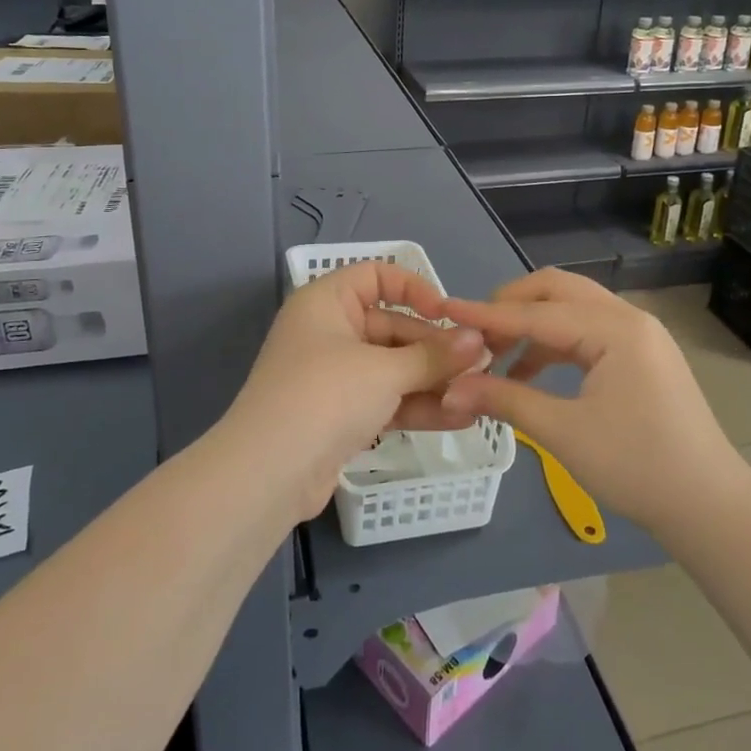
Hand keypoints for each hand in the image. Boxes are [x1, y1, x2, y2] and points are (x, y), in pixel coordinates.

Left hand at [221, 262, 488, 522]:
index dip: (414, 289)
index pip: (376, 276)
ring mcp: (335, 376)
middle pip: (392, 326)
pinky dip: (418, 406)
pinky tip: (461, 417)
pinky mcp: (342, 415)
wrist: (268, 474)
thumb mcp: (384, 371)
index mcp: (327, 302)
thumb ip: (434, 356)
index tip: (447, 314)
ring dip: (433, 380)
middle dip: (436, 347)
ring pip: (393, 368)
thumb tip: (479, 341)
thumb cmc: (325, 396)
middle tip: (482, 363)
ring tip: (480, 392)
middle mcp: (329, 331)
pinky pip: (387, 400)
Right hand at [439, 269, 750, 534]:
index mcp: (615, 328)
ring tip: (496, 358)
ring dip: (531, 326)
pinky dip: (553, 345)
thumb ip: (505, 399)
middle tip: (475, 334)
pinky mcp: (640, 356)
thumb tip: (451, 389)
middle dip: (511, 306)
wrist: (710, 507)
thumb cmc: (637, 467)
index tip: (444, 309)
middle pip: (556, 290)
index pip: (536, 313)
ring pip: (571, 310)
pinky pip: (587, 333)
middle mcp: (628, 318)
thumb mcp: (563, 432)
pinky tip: (529, 374)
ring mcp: (638, 336)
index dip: (486, 314)